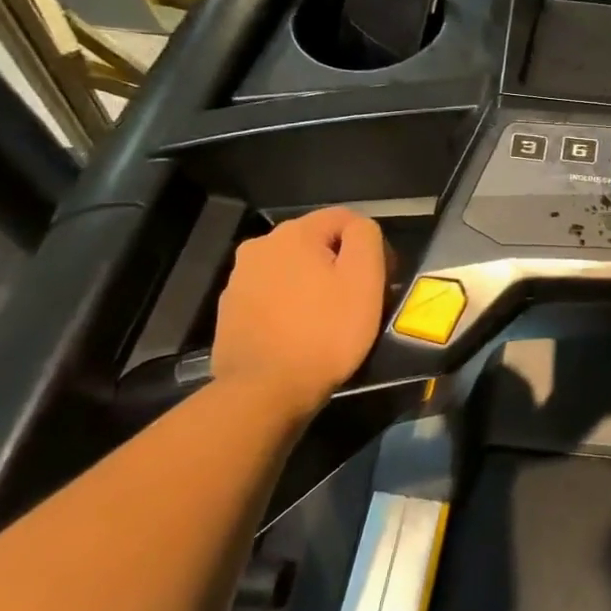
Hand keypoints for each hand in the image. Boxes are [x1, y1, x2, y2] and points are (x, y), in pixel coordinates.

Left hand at [211, 208, 386, 412]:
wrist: (264, 392)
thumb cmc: (325, 332)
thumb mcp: (364, 279)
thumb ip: (366, 237)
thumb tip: (359, 228)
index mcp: (294, 233)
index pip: (345, 219)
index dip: (371, 246)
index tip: (380, 281)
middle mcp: (260, 246)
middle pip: (317, 243)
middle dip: (340, 264)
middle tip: (358, 301)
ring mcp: (239, 279)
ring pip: (293, 269)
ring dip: (313, 284)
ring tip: (328, 320)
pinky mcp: (230, 310)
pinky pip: (272, 295)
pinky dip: (290, 306)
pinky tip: (300, 332)